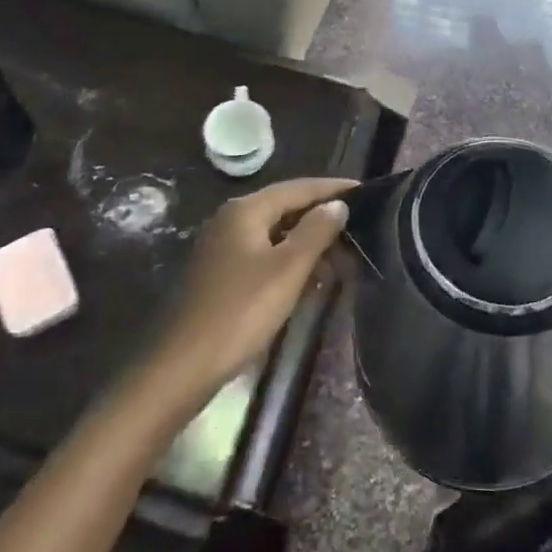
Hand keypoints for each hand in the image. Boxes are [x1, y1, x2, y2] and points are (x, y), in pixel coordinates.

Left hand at [156, 177, 355, 391]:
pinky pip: (264, 254)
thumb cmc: (241, 310)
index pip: (298, 187)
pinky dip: (290, 260)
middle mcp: (232, 219)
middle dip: (322, 218)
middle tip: (359, 228)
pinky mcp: (222, 273)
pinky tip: (311, 277)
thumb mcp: (288, 269)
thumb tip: (337, 204)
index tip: (365, 191)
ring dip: (308, 242)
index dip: (332, 189)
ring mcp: (223, 246)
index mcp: (246, 210)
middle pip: (285, 207)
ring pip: (276, 233)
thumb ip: (316, 231)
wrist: (186, 364)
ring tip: (343, 256)